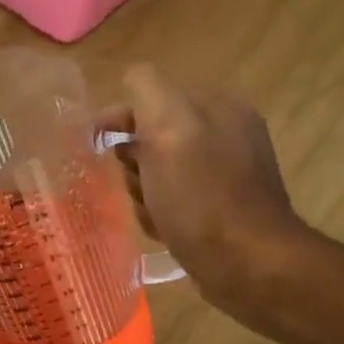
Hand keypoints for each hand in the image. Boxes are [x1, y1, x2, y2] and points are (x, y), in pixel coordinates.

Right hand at [103, 65, 315, 328]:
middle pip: (152, 139)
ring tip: (153, 213)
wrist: (247, 265)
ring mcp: (224, 176)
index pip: (153, 97)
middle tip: (138, 185)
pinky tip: (164, 230)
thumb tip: (131, 78)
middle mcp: (225, 135)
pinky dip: (160, 215)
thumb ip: (147, 90)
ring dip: (143, 193)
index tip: (95, 143)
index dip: (120, 119)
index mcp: (218, 107)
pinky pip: (172, 202)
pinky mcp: (219, 212)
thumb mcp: (169, 127)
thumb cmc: (202, 196)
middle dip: (133, 163)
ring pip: (157, 174)